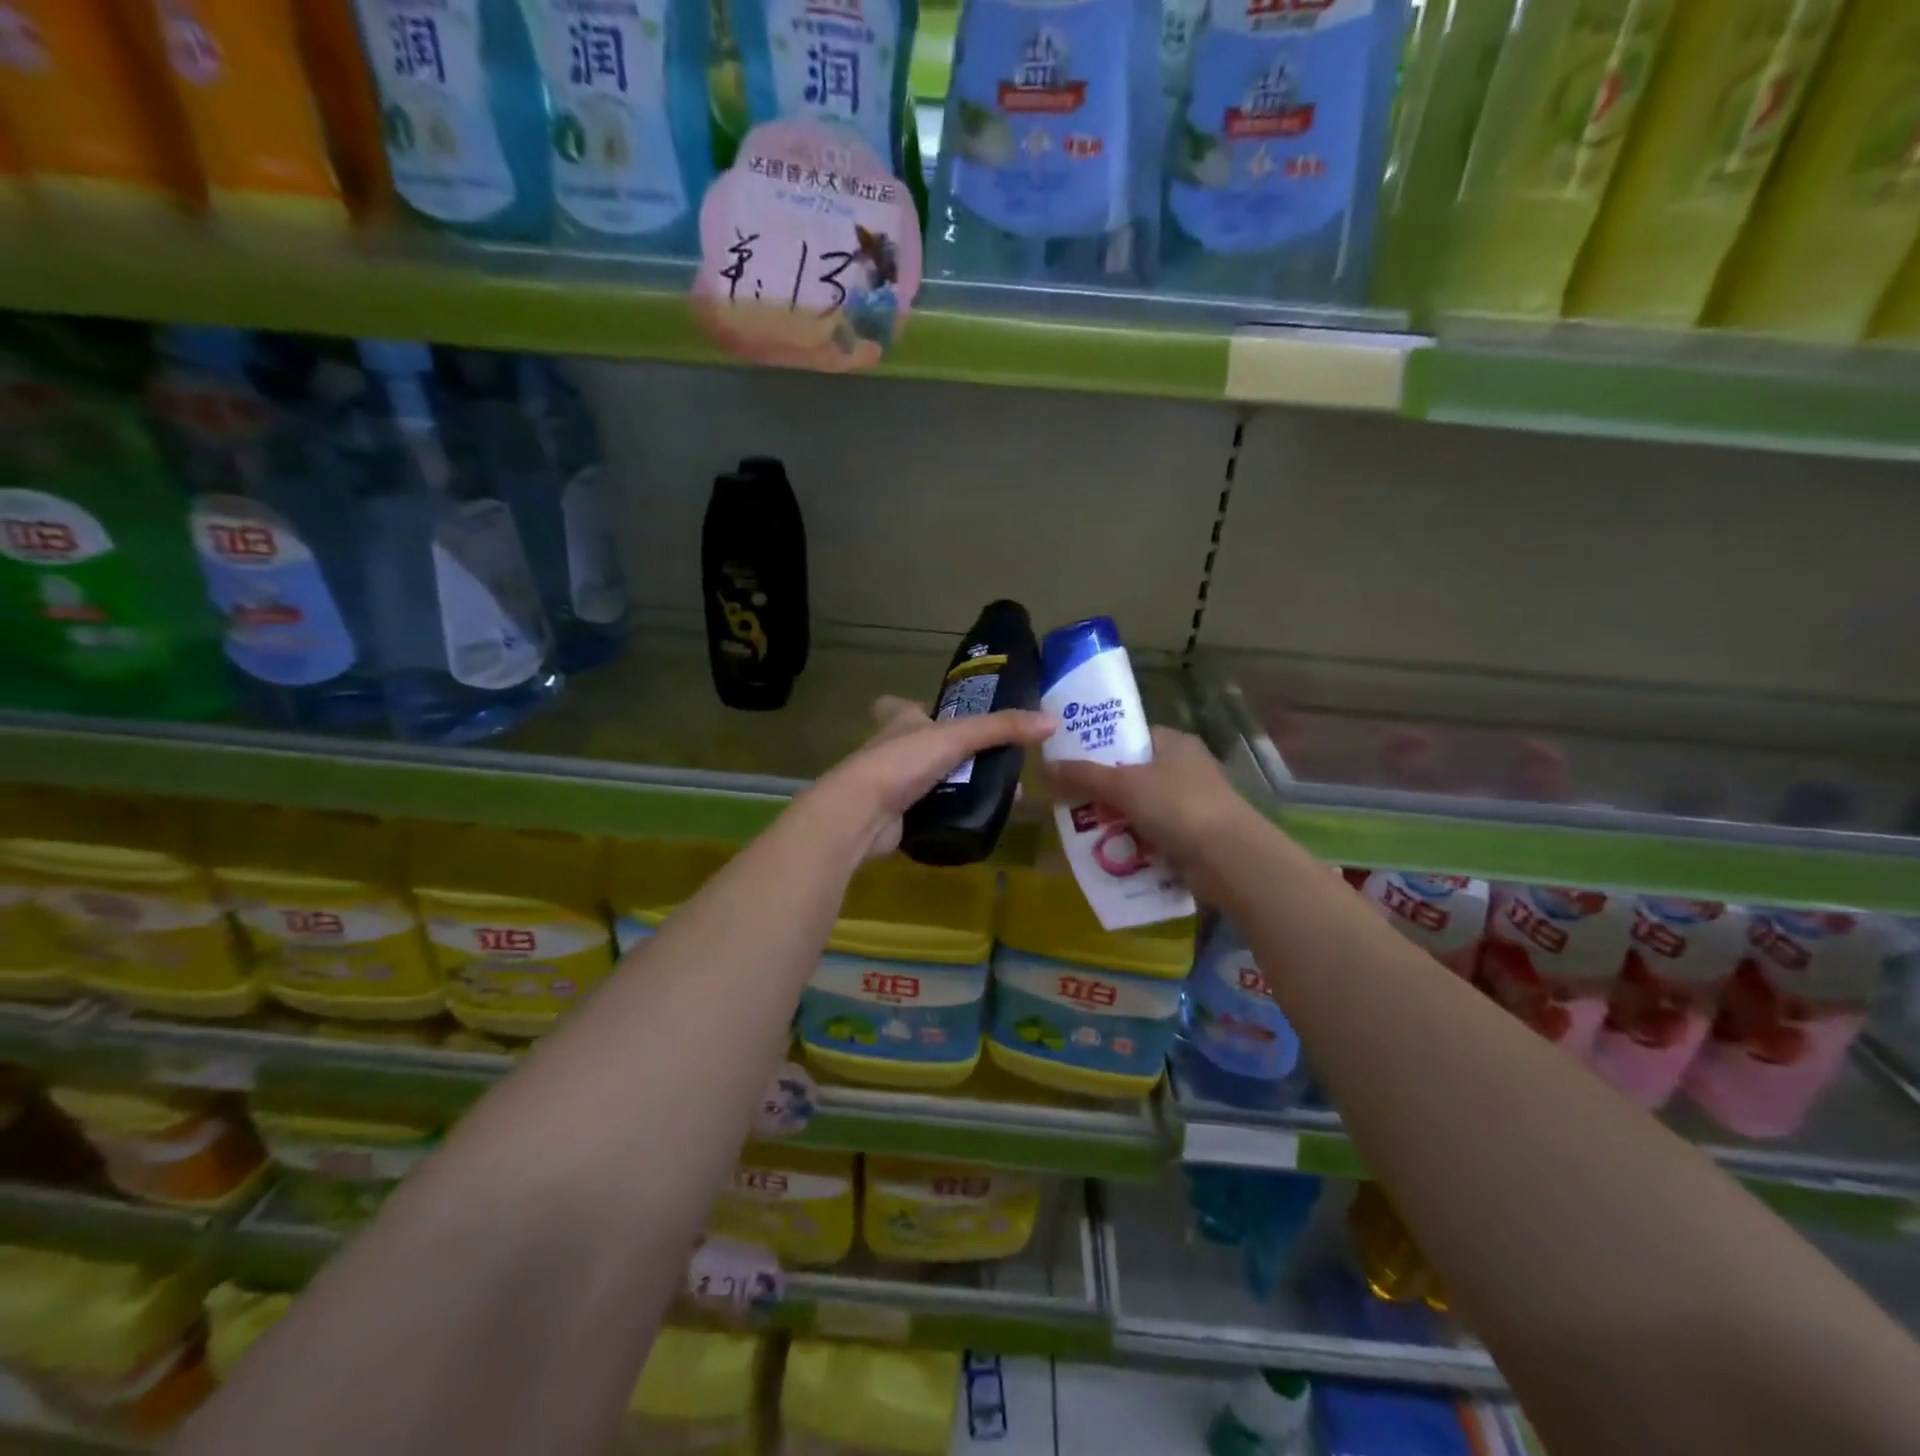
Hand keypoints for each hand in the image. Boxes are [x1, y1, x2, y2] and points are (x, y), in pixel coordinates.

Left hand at [811, 696, 1055, 857]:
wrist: (861, 814)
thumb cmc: (903, 761)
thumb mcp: (957, 736)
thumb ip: (1002, 728)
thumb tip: (1051, 721)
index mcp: (899, 720)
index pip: (902, 706)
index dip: (920, 708)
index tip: (944, 715)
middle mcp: (891, 749)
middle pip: (923, 746)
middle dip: (955, 753)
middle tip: (995, 762)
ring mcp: (890, 785)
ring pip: (929, 781)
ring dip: (958, 787)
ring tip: (998, 794)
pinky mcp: (895, 818)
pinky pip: (928, 813)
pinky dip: (950, 815)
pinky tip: (977, 819)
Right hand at [1044, 728, 1255, 901]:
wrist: (1229, 860)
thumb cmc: (1178, 807)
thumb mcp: (1124, 785)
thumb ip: (1083, 775)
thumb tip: (1044, 767)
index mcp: (1173, 743)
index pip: (1129, 737)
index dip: (1098, 747)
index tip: (1069, 762)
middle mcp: (1184, 769)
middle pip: (1130, 775)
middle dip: (1100, 791)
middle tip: (1068, 802)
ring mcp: (1190, 805)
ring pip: (1138, 808)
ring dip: (1113, 821)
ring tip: (1081, 832)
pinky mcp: (1191, 837)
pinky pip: (1151, 836)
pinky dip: (1132, 844)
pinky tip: (1108, 854)